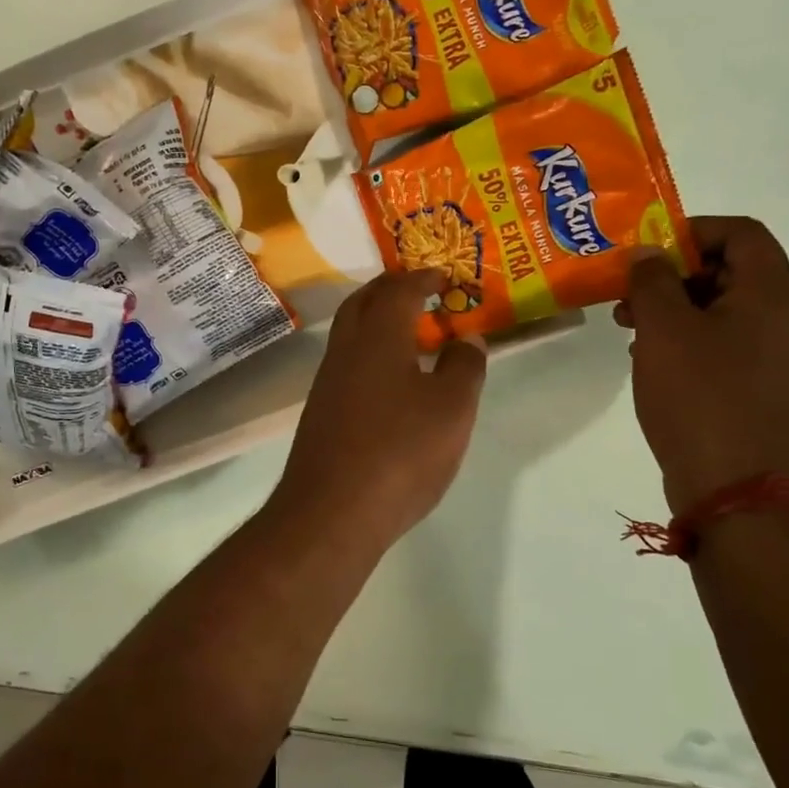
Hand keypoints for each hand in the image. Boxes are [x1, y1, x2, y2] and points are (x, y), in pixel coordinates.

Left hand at [270, 270, 486, 554]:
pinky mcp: (322, 413)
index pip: (398, 290)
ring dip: (378, 323)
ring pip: (351, 335)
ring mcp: (328, 383)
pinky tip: (393, 382)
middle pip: (362, 304)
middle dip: (391, 290)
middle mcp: (345, 351)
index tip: (444, 276)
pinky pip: (348, 365)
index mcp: (377, 337)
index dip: (422, 277)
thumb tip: (467, 339)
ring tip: (414, 335)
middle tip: (421, 292)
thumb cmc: (400, 451)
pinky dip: (371, 355)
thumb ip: (464, 367)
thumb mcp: (452, 408)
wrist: (332, 511)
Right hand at [617, 216, 788, 512]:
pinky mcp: (754, 388)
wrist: (735, 487)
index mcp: (769, 295)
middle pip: (729, 269)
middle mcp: (780, 319)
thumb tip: (647, 253)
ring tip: (628, 326)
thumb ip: (652, 280)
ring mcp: (771, 357)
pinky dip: (683, 340)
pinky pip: (719, 344)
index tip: (647, 251)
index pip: (741, 232)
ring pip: (719, 310)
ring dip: (672, 307)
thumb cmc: (700, 396)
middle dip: (673, 272)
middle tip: (628, 292)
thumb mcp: (665, 329)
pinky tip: (649, 359)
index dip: (692, 230)